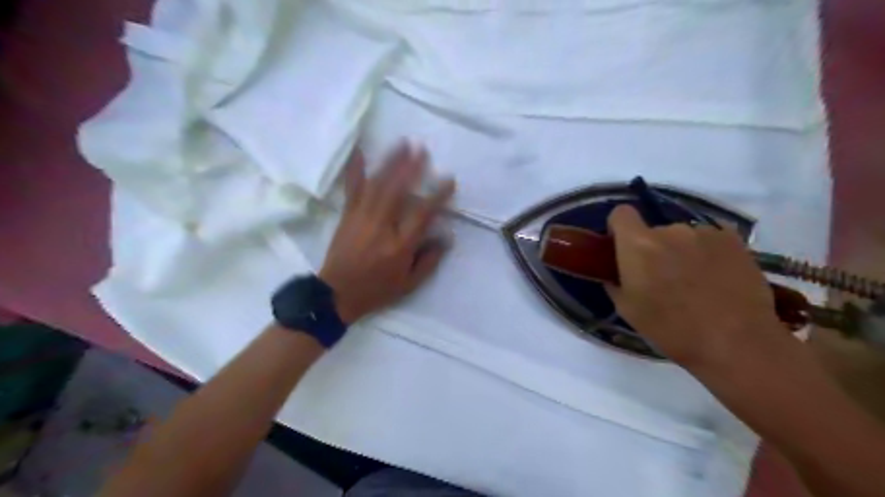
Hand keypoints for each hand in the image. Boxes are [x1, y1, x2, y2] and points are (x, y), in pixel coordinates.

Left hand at [318, 141, 456, 324]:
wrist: (337, 294)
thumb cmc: (377, 290)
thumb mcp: (409, 284)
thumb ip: (429, 261)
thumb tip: (446, 238)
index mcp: (399, 245)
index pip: (422, 214)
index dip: (437, 196)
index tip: (449, 180)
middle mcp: (381, 226)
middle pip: (397, 191)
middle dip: (411, 168)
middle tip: (422, 149)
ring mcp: (361, 218)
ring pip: (378, 184)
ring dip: (390, 162)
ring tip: (402, 143)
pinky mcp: (348, 215)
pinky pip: (352, 188)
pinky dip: (355, 169)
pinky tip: (359, 151)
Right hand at [606, 203, 783, 364]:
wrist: (735, 341)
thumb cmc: (671, 328)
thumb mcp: (627, 309)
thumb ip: (615, 281)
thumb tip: (616, 272)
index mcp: (638, 245)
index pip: (621, 213)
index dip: (619, 228)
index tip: (622, 247)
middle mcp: (669, 230)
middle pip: (653, 230)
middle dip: (653, 248)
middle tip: (662, 277)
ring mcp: (704, 232)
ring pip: (682, 236)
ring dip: (681, 251)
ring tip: (695, 281)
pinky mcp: (733, 239)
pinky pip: (709, 238)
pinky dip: (707, 252)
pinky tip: (716, 276)